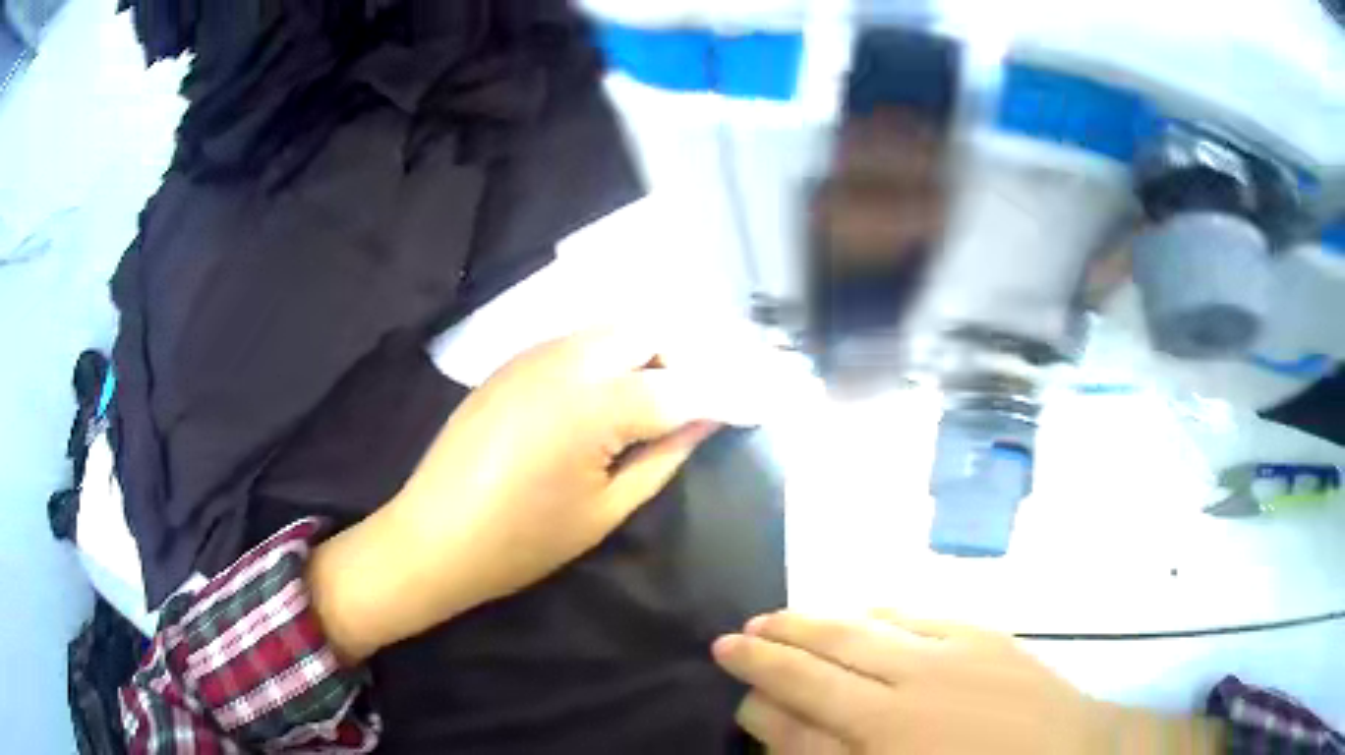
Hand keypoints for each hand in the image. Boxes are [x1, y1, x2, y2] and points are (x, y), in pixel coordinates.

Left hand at [309, 330, 733, 662]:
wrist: (432, 536)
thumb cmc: (521, 541)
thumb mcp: (606, 510)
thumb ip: (664, 455)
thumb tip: (707, 419)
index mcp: (595, 404)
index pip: (685, 384)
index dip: (729, 393)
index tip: (759, 403)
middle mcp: (568, 359)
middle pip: (652, 331)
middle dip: (690, 357)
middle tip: (706, 400)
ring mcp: (535, 352)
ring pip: (616, 328)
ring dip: (652, 351)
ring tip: (665, 396)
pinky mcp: (514, 359)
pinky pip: (581, 340)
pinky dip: (614, 354)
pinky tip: (614, 392)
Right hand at [714, 612, 1221, 753]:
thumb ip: (823, 754)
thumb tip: (772, 715)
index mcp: (881, 732)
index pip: (798, 693)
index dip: (757, 672)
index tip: (724, 654)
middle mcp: (906, 684)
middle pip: (825, 651)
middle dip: (777, 637)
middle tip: (741, 628)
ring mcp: (950, 653)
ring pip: (866, 624)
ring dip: (821, 618)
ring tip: (787, 614)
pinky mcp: (985, 636)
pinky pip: (919, 613)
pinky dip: (880, 609)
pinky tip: (865, 608)